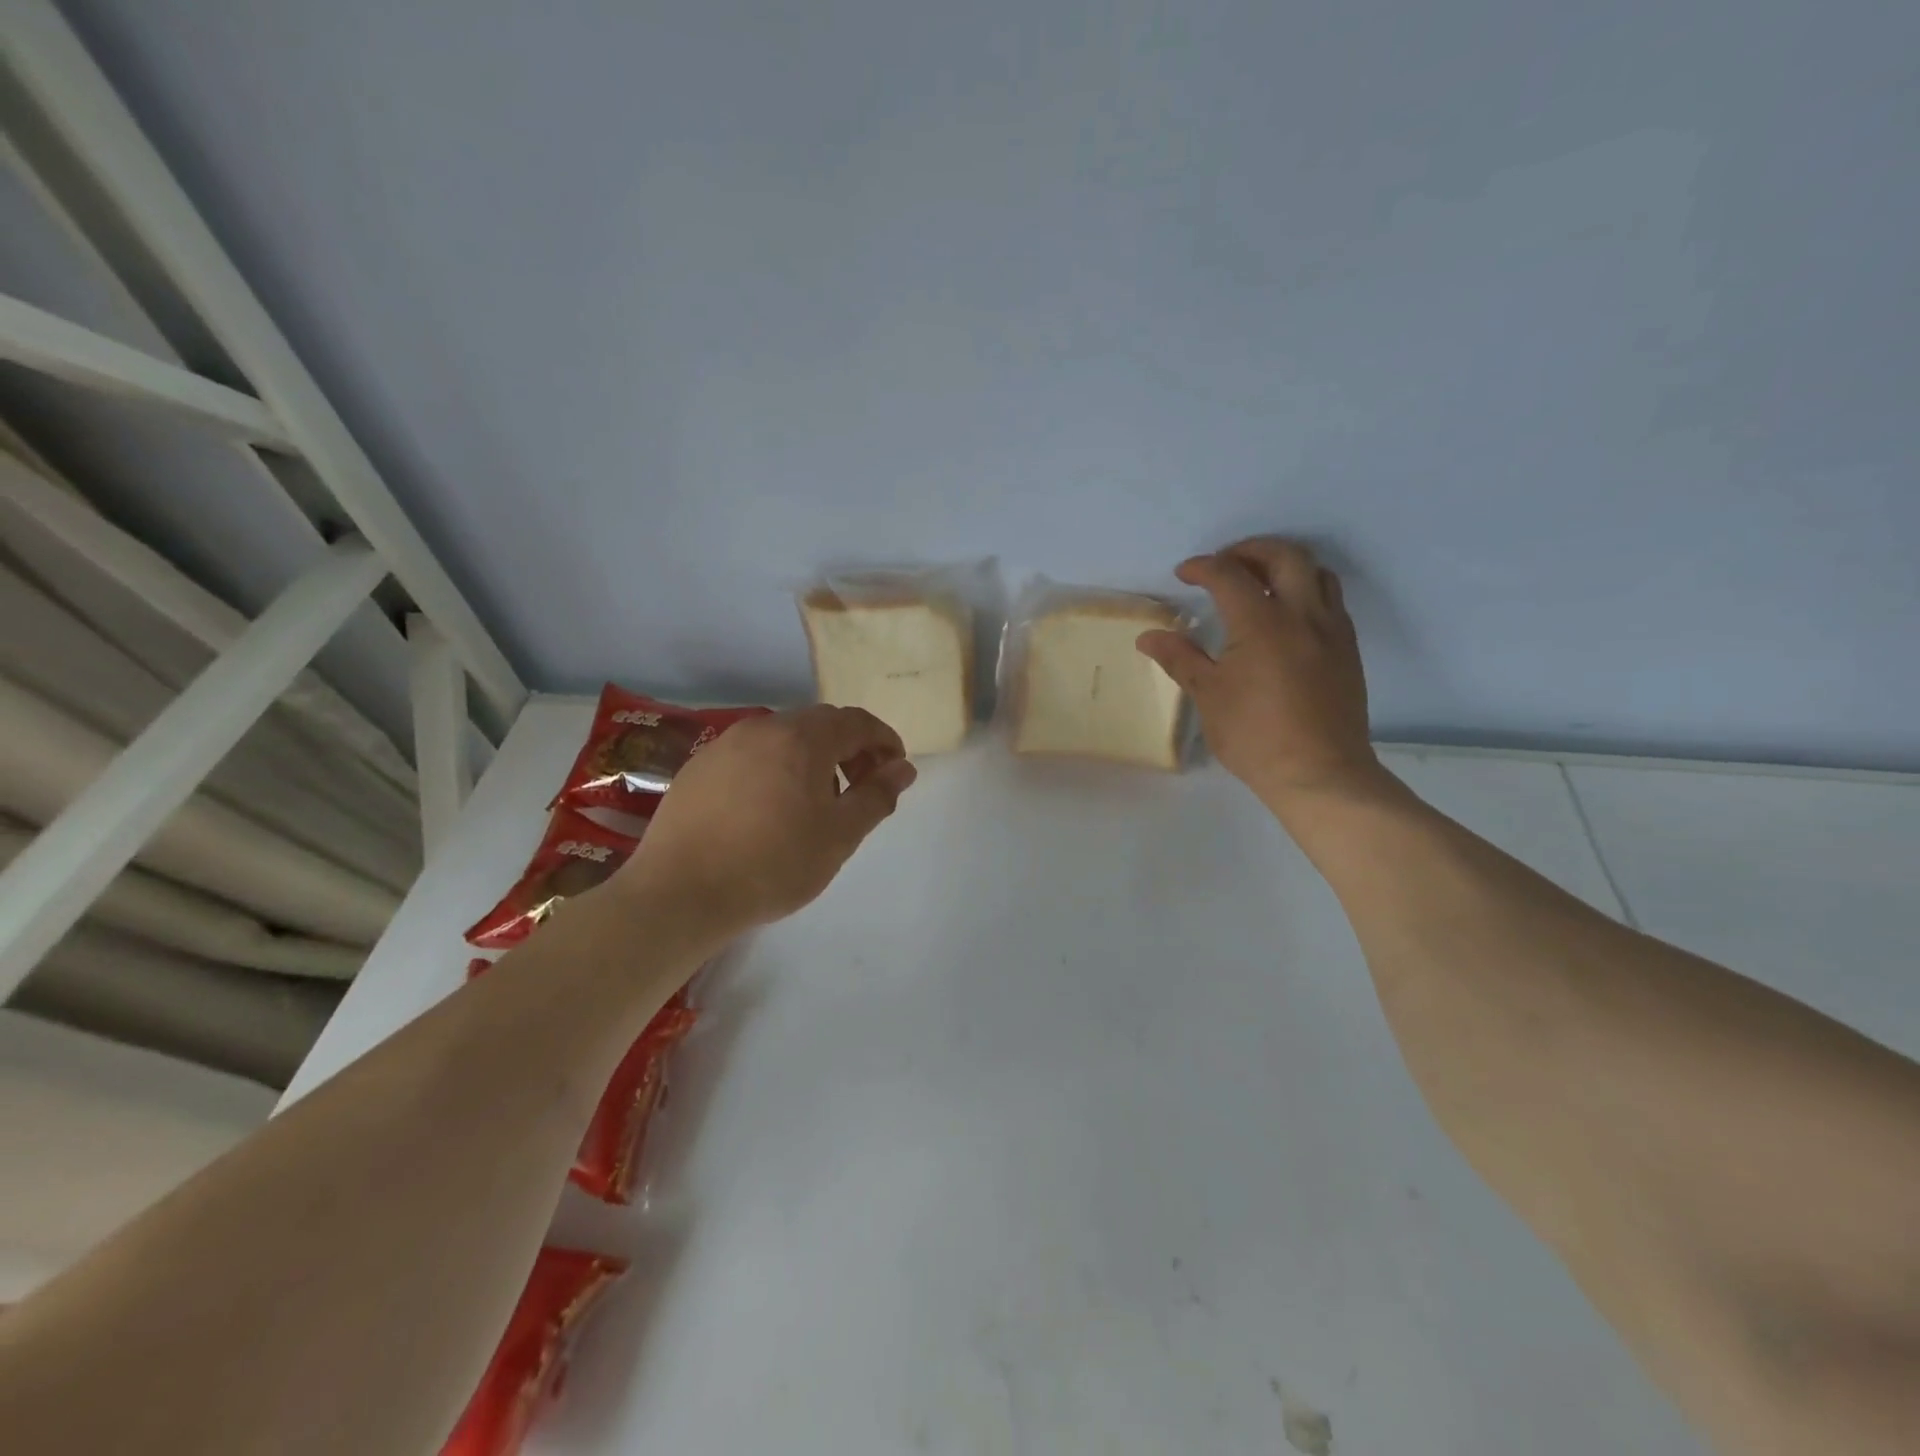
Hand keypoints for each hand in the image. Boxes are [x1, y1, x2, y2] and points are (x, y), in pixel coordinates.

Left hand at [616, 705, 916, 935]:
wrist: (680, 892)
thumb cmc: (773, 864)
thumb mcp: (839, 835)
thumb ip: (877, 796)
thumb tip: (903, 769)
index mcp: (802, 738)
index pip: (857, 722)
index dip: (884, 741)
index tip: (894, 770)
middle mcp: (763, 728)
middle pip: (820, 724)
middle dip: (850, 749)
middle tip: (860, 788)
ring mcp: (725, 744)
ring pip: (783, 738)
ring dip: (812, 758)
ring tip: (816, 802)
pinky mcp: (698, 767)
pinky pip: (751, 755)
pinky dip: (775, 768)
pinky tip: (769, 809)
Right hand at [1135, 537, 1388, 813]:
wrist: (1319, 772)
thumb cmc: (1255, 735)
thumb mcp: (1208, 696)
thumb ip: (1180, 658)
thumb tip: (1149, 637)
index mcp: (1262, 622)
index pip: (1229, 575)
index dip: (1202, 567)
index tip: (1184, 574)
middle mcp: (1303, 614)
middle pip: (1284, 555)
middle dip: (1250, 550)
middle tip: (1225, 563)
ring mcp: (1332, 630)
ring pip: (1316, 572)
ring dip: (1285, 566)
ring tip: (1260, 582)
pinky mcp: (1348, 649)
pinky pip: (1331, 601)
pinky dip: (1306, 591)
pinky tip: (1287, 617)